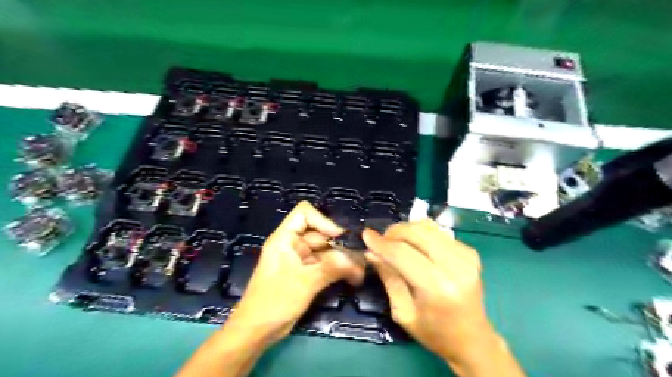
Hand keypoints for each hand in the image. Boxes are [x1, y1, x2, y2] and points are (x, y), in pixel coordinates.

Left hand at [231, 202, 366, 342]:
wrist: (257, 330)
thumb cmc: (275, 301)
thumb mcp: (304, 282)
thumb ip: (331, 268)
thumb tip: (356, 259)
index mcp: (285, 238)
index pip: (304, 213)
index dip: (323, 221)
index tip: (340, 237)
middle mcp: (293, 244)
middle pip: (320, 234)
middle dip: (340, 246)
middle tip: (360, 260)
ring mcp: (300, 259)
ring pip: (326, 251)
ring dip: (342, 260)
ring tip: (360, 272)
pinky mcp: (306, 273)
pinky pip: (325, 265)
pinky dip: (338, 269)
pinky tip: (353, 278)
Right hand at [363, 219, 524, 374]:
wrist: (473, 339)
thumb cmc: (434, 333)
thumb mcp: (402, 312)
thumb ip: (388, 277)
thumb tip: (372, 252)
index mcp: (437, 287)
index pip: (402, 253)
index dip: (381, 242)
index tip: (365, 235)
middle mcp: (455, 267)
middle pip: (416, 233)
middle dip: (393, 232)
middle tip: (380, 240)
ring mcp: (466, 257)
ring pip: (427, 228)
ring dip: (406, 230)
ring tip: (395, 242)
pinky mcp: (471, 252)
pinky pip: (438, 232)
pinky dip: (421, 234)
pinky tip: (415, 245)